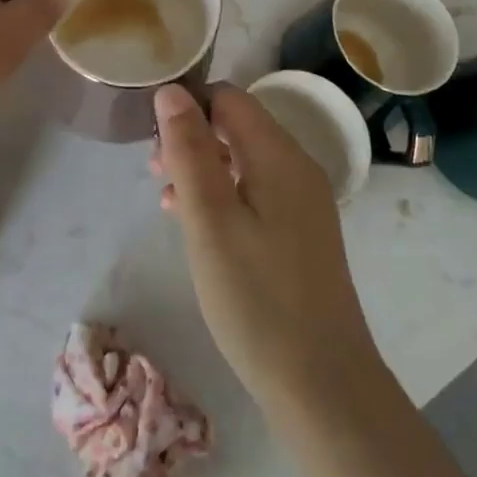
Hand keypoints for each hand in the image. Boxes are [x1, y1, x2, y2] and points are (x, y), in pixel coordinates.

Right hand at [151, 83, 386, 424]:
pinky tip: (196, 226)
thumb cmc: (256, 298)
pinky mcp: (301, 234)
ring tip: (166, 199)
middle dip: (191, 137)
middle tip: (154, 172)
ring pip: (243, 160)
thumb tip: (172, 90)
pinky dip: (222, 196)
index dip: (188, 105)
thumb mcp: (209, 220)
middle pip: (237, 125)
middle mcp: (297, 168)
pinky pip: (255, 192)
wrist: (323, 386)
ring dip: (202, 168)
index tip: (153, 137)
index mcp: (280, 156)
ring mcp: (303, 203)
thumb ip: (189, 150)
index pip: (229, 98)